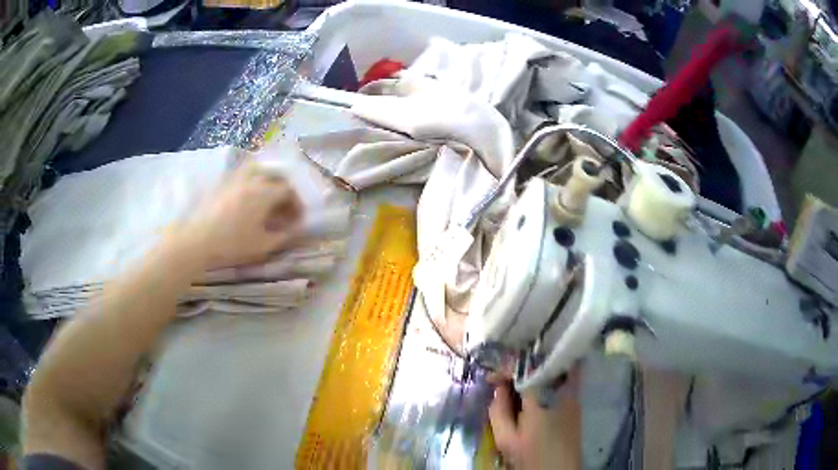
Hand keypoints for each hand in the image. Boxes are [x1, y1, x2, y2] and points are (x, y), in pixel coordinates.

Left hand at [175, 160, 303, 269]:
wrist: (198, 240)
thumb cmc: (232, 244)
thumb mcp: (263, 245)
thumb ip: (284, 236)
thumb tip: (297, 229)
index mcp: (265, 193)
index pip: (289, 191)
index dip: (297, 204)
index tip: (298, 219)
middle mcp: (253, 180)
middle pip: (276, 177)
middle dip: (285, 191)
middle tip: (285, 209)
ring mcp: (236, 179)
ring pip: (260, 171)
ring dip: (269, 182)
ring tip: (268, 199)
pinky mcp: (224, 183)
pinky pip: (244, 174)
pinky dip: (254, 182)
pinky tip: (249, 198)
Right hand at [489, 370, 581, 469]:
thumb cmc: (530, 456)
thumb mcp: (505, 438)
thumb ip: (498, 410)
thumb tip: (498, 389)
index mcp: (540, 397)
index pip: (524, 369)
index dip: (505, 369)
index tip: (491, 380)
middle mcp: (561, 389)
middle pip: (541, 365)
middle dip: (520, 369)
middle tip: (503, 381)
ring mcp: (573, 394)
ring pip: (554, 370)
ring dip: (535, 372)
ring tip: (517, 386)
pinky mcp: (577, 402)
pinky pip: (562, 381)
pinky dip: (547, 380)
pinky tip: (535, 394)